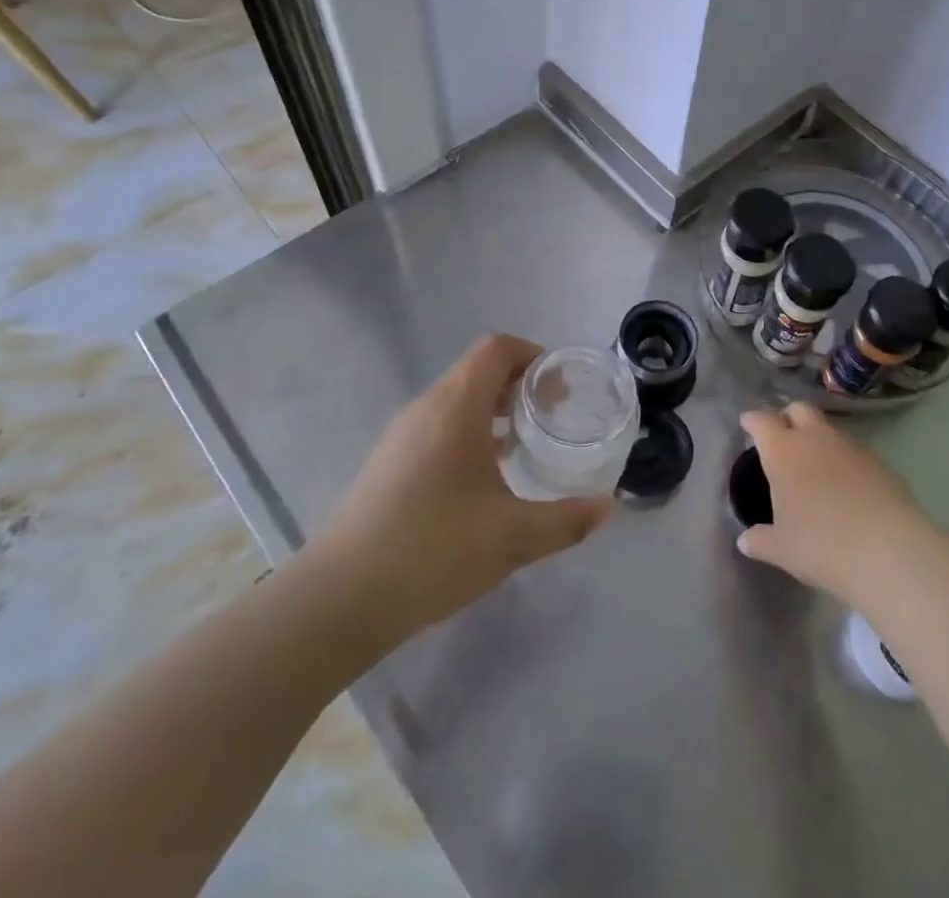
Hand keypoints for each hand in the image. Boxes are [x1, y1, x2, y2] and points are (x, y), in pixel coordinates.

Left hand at [313, 335, 613, 634]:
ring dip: (493, 411)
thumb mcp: (513, 537)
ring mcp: (401, 436)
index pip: (496, 349)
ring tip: (523, 446)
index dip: (532, 355)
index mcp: (456, 406)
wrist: (340, 598)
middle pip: (477, 371)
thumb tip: (607, 507)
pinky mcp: (387, 465)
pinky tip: (482, 482)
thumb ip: (567, 520)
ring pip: (456, 401)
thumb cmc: (434, 549)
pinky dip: (468, 434)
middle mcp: (426, 408)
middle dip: (519, 385)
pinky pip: (437, 428)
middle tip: (552, 415)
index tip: (560, 387)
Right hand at [736, 402, 927, 601]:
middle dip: (787, 417)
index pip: (762, 421)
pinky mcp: (879, 461)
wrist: (887, 550)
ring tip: (815, 465)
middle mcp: (815, 438)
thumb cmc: (821, 545)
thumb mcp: (782, 549)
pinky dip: (844, 459)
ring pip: (828, 428)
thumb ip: (760, 541)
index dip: (753, 421)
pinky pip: (853, 450)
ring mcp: (850, 446)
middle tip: (782, 436)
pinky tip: (845, 485)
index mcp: (783, 451)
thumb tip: (745, 540)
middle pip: (799, 409)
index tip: (747, 424)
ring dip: (818, 438)